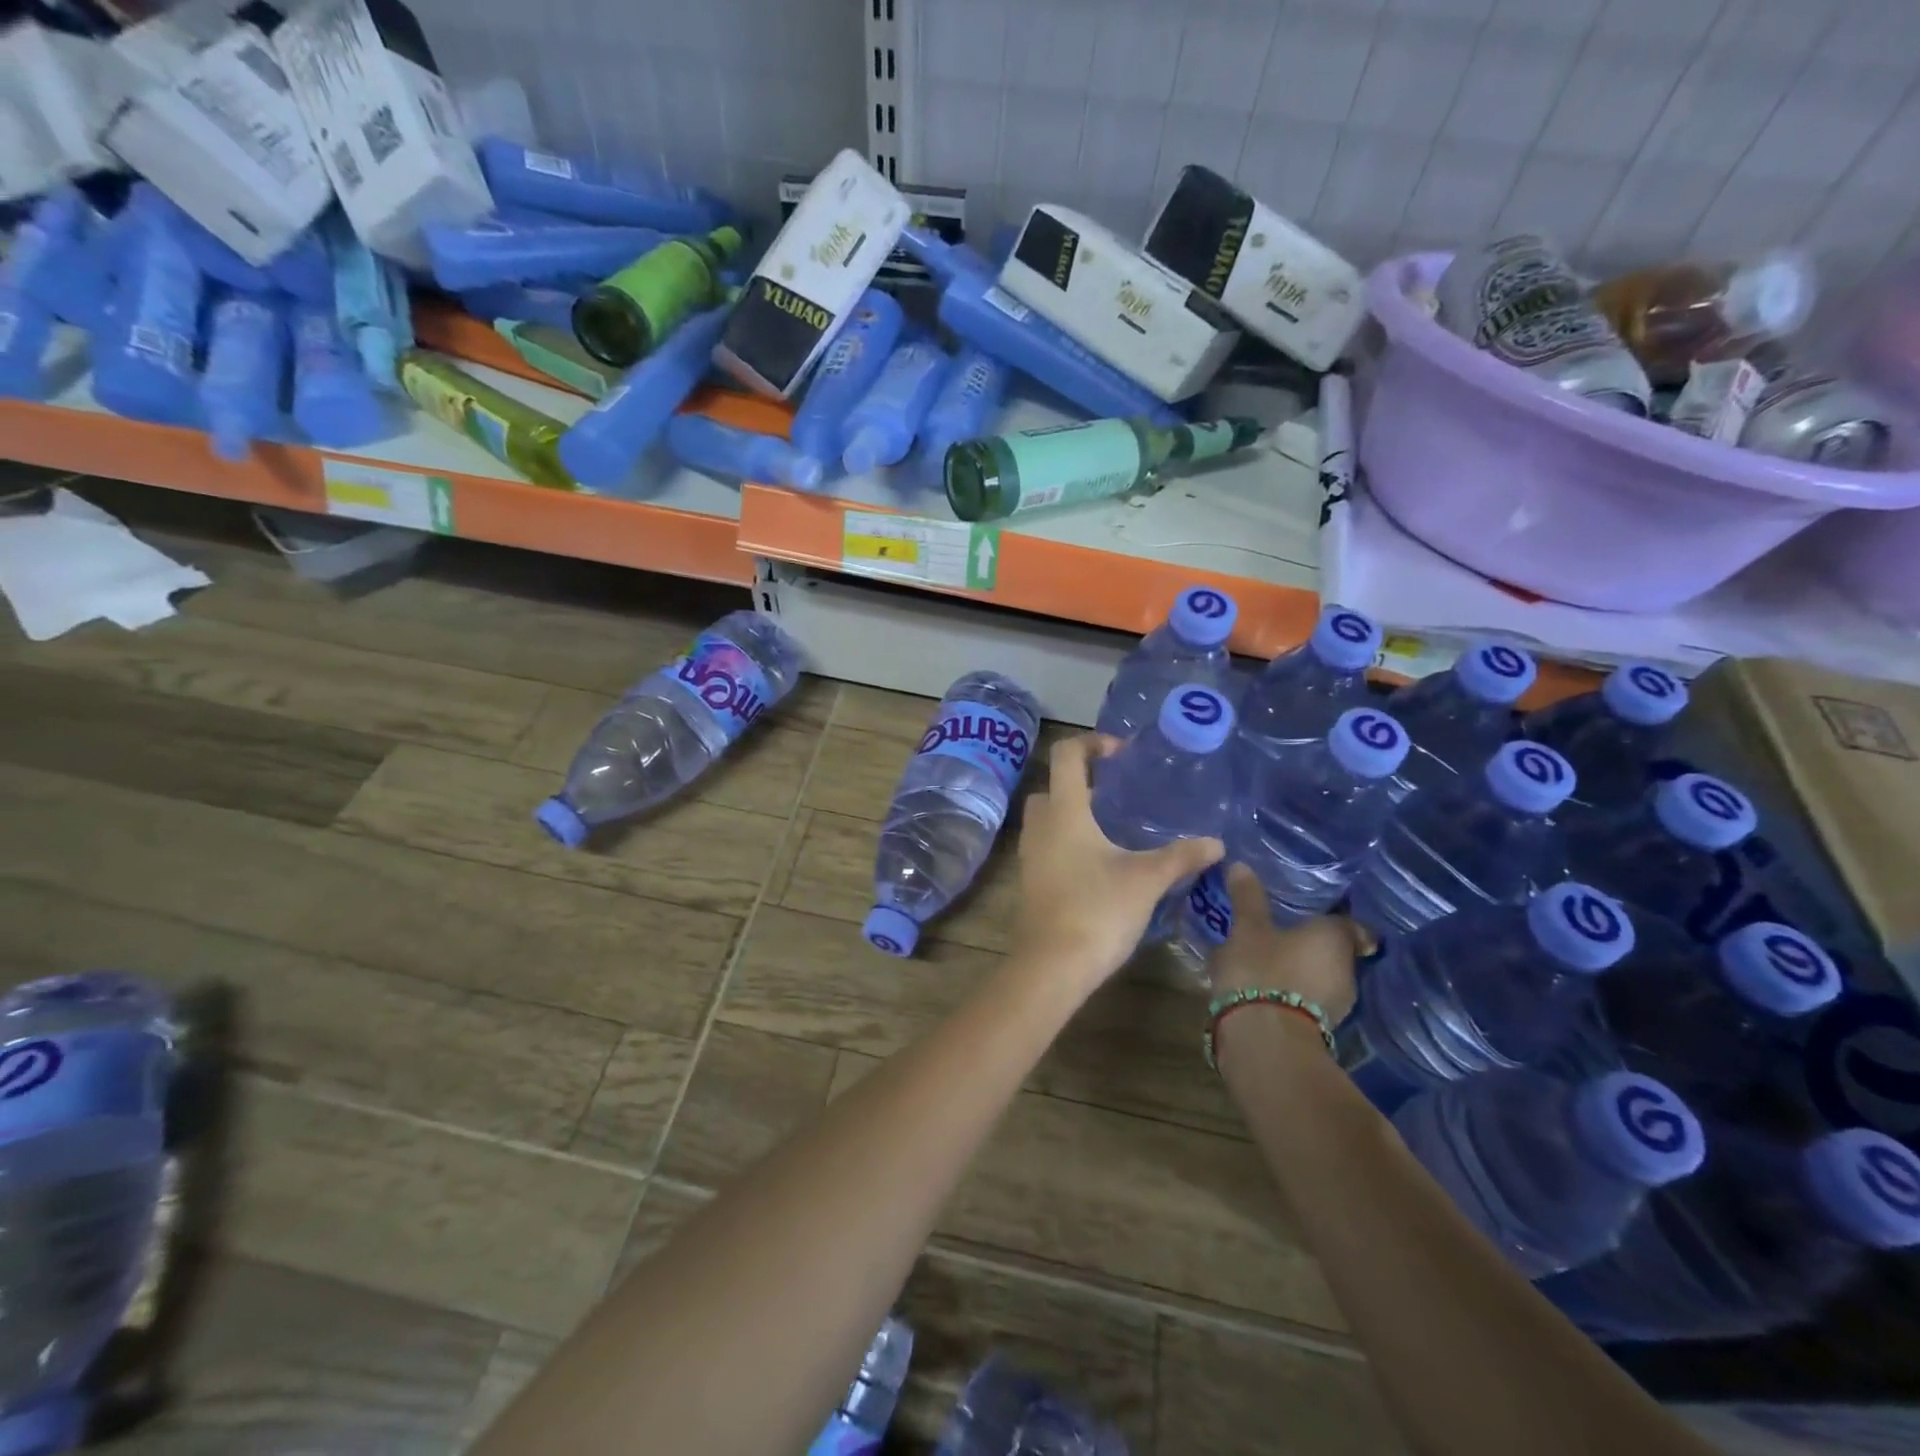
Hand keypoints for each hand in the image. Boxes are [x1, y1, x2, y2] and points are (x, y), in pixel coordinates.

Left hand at [1013, 735, 1222, 993]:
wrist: (1052, 965)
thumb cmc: (1098, 910)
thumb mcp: (1147, 879)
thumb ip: (1181, 856)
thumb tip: (1216, 843)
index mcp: (1064, 811)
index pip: (1067, 755)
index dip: (1092, 743)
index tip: (1122, 752)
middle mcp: (1041, 826)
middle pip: (1052, 786)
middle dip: (1081, 782)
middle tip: (1115, 794)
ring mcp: (1030, 855)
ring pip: (1047, 818)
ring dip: (1073, 813)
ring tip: (1112, 828)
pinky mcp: (1031, 880)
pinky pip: (1047, 845)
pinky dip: (1068, 841)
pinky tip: (1100, 863)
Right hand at [1209, 864, 1369, 1025]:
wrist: (1264, 1040)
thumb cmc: (1261, 970)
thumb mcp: (1247, 928)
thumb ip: (1247, 897)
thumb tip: (1240, 864)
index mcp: (1336, 938)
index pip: (1348, 921)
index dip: (1331, 914)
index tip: (1311, 910)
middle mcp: (1348, 969)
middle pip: (1335, 949)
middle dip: (1312, 941)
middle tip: (1283, 928)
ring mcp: (1338, 1003)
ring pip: (1321, 975)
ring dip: (1301, 967)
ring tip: (1270, 956)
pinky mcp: (1320, 1027)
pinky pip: (1309, 997)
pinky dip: (1293, 989)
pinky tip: (1267, 984)